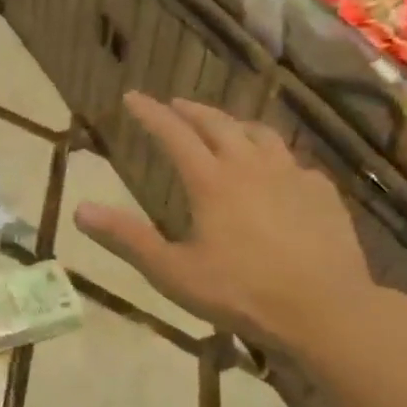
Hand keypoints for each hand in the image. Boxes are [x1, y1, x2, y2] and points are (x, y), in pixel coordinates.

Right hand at [72, 93, 373, 351]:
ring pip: (260, 134)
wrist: (326, 310)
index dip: (151, 113)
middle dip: (191, 110)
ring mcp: (292, 175)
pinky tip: (276, 170)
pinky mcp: (321, 192)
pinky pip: (293, 161)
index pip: (174, 134)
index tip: (133, 97)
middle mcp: (251, 166)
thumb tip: (80, 210)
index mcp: (212, 181)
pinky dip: (273, 155)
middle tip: (174, 104)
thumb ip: (127, 239)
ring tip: (225, 127)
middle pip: (218, 124)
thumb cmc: (242, 293)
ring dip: (235, 124)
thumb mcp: (174, 272)